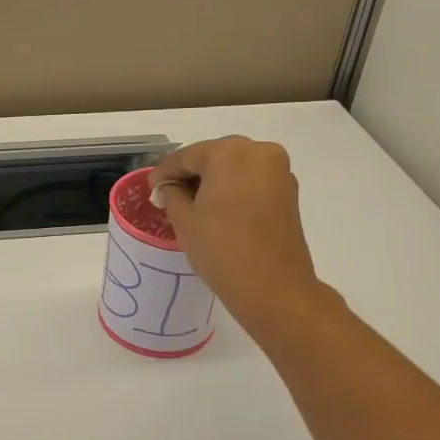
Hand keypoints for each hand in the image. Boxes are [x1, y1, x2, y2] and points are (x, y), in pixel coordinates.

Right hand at [149, 136, 323, 338]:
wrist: (272, 287)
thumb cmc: (221, 249)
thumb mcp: (184, 220)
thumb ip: (172, 194)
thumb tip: (170, 187)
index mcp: (228, 153)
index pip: (187, 156)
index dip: (164, 172)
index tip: (151, 186)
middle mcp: (258, 152)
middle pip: (214, 157)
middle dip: (191, 173)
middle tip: (169, 193)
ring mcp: (279, 171)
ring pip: (236, 168)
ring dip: (214, 181)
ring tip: (192, 202)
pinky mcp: (289, 192)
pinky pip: (253, 181)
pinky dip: (234, 189)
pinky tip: (218, 208)